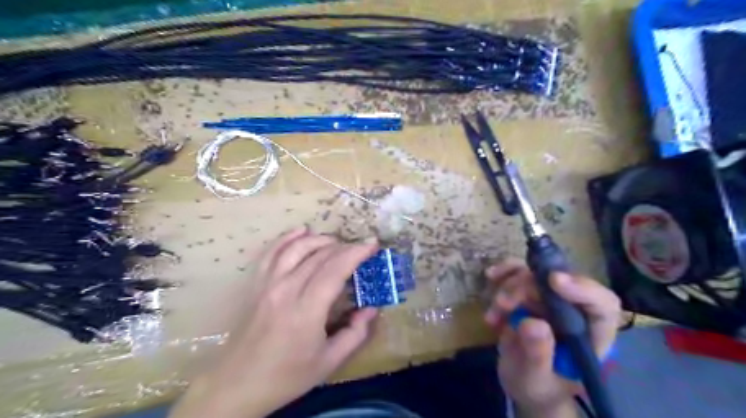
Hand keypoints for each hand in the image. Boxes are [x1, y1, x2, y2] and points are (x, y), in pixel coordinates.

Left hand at [168, 229, 379, 417]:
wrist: (237, 384)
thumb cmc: (287, 376)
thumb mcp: (329, 362)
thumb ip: (356, 334)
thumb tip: (371, 309)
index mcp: (307, 310)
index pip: (335, 269)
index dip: (356, 253)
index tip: (373, 244)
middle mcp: (286, 289)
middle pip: (319, 255)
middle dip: (344, 246)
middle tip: (360, 247)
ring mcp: (267, 284)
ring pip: (296, 248)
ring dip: (319, 239)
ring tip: (337, 241)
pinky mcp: (256, 284)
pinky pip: (271, 253)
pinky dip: (287, 238)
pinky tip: (301, 230)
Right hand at [481, 259, 620, 415]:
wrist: (522, 382)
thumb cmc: (538, 388)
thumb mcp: (536, 379)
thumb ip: (537, 354)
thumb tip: (532, 323)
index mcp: (590, 335)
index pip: (601, 305)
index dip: (582, 288)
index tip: (553, 280)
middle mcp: (574, 311)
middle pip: (559, 282)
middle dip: (527, 287)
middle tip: (503, 304)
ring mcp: (551, 300)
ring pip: (535, 274)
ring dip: (510, 284)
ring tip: (495, 308)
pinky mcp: (529, 294)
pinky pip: (518, 272)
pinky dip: (503, 274)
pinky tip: (491, 277)